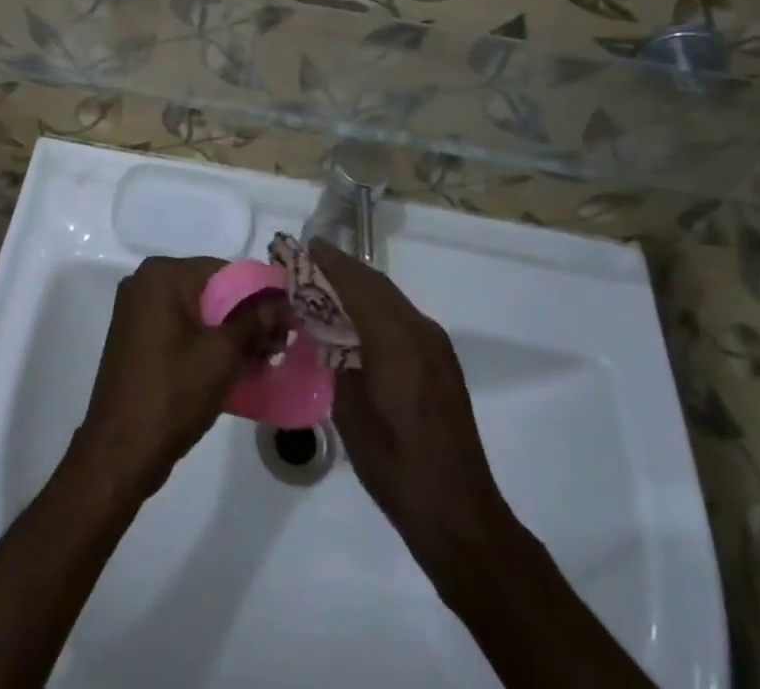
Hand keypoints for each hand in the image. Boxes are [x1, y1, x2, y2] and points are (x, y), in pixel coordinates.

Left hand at [74, 256, 289, 497]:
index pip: (224, 270)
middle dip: (244, 315)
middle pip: (210, 290)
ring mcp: (136, 311)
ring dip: (227, 332)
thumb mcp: (223, 354)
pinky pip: (179, 328)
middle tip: (276, 343)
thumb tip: (283, 302)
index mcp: (163, 274)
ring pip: (196, 312)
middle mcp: (145, 282)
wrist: (120, 452)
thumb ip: (255, 321)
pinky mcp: (135, 338)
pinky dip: (204, 342)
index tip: (285, 320)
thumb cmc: (173, 392)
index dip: (259, 294)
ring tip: (258, 359)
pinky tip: (229, 368)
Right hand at [309, 240, 511, 568]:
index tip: (303, 246)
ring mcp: (436, 345)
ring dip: (360, 287)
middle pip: (376, 284)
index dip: (328, 262)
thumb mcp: (349, 410)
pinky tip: (355, 319)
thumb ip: (337, 359)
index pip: (357, 283)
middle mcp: (420, 330)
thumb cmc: (394, 464)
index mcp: (396, 339)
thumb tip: (327, 332)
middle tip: (308, 262)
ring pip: (391, 299)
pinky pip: (402, 318)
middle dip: (342, 269)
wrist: (457, 512)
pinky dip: (376, 307)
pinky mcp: (441, 362)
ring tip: (326, 285)